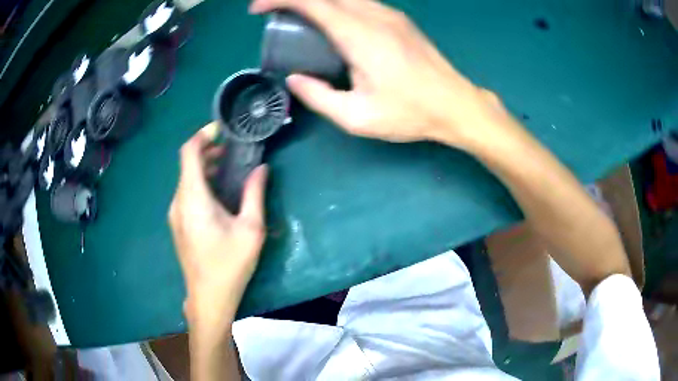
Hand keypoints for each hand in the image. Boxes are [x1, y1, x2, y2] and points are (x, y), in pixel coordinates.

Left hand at [168, 123, 267, 335]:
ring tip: (230, 169)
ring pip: (186, 179)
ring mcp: (175, 214)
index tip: (223, 131)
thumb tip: (262, 168)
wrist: (208, 297)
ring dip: (205, 168)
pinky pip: (186, 194)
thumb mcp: (250, 229)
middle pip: (187, 164)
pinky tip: (219, 194)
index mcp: (193, 198)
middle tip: (234, 150)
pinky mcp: (178, 224)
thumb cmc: (230, 264)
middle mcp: (179, 201)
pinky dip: (201, 184)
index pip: (189, 153)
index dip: (203, 135)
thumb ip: (254, 194)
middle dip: (208, 151)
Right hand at [250, 0, 500, 146]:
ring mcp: (390, 14)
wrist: (455, 105)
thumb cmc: (410, 113)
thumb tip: (293, 80)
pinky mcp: (398, 19)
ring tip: (297, 16)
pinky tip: (329, 20)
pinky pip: (359, 1)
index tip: (257, 9)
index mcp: (360, 35)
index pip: (311, 2)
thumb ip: (319, 97)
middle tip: (273, 13)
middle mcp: (374, 15)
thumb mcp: (358, 118)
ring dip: (316, 0)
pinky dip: (335, 3)